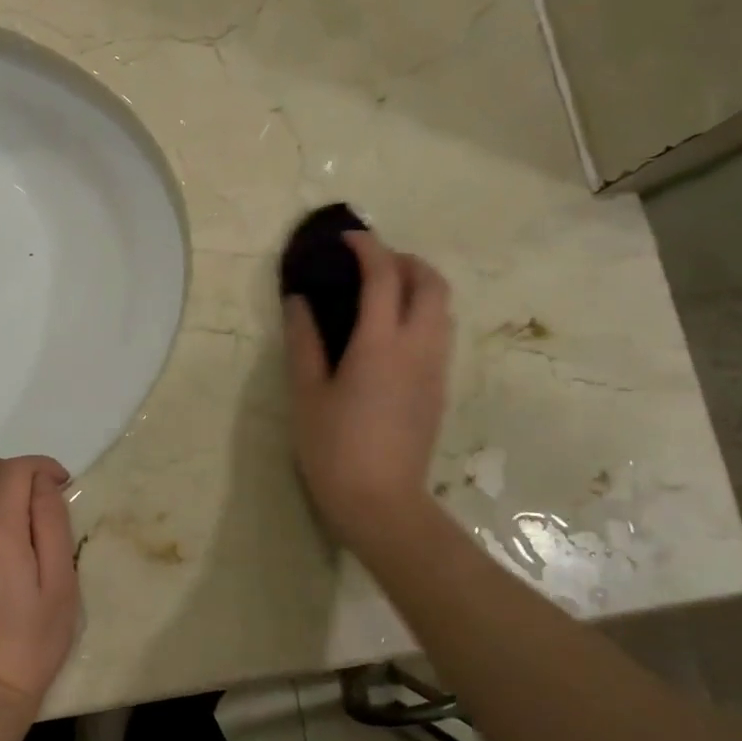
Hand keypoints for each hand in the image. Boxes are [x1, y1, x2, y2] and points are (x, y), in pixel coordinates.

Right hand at [284, 231, 452, 552]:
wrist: (381, 502)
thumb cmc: (333, 447)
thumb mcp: (306, 392)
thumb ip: (303, 341)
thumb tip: (298, 301)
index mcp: (381, 344)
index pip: (384, 277)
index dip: (368, 248)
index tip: (347, 238)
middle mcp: (419, 347)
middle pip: (431, 283)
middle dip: (405, 260)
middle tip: (371, 262)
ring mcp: (435, 369)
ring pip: (443, 307)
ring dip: (419, 285)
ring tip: (381, 292)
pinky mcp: (439, 388)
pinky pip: (440, 333)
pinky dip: (422, 312)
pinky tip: (390, 332)